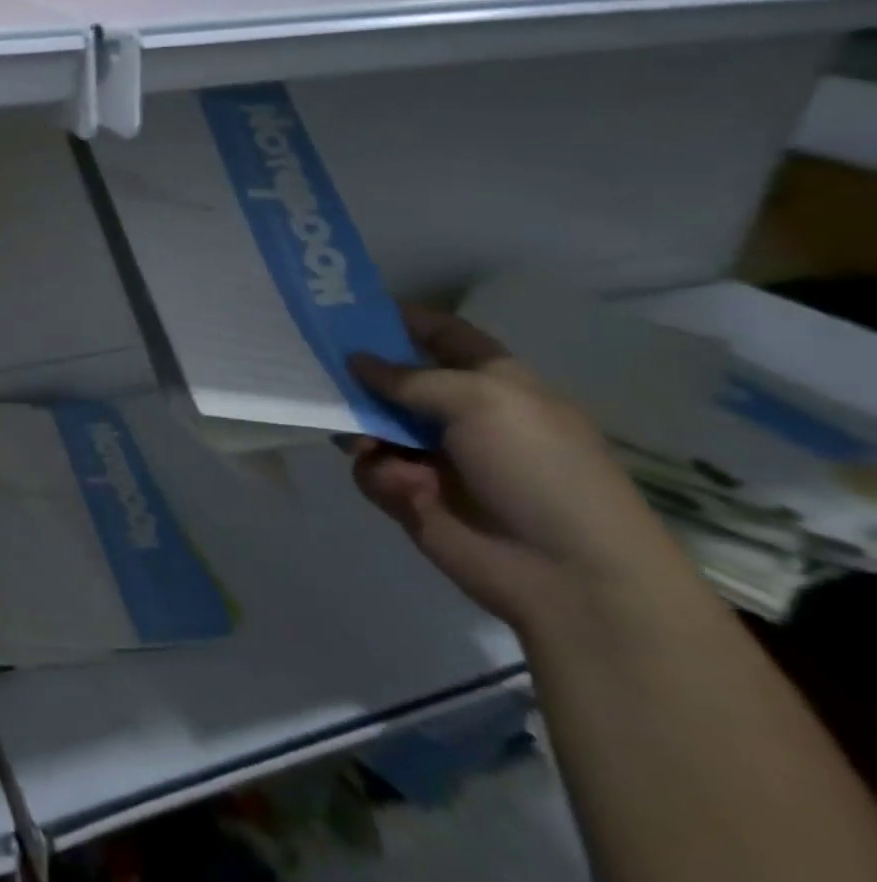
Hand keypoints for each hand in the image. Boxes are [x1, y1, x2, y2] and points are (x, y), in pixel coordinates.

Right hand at [347, 306, 690, 632]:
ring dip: (360, 425)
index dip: (402, 318)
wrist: (570, 574)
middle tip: (312, 363)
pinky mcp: (411, 494)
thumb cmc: (538, 468)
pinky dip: (378, 472)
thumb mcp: (482, 401)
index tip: (347, 307)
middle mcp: (457, 414)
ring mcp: (431, 455)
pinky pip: (371, 468)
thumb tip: (356, 360)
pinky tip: (400, 485)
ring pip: (371, 422)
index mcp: (491, 382)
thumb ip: (409, 377)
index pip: (441, 335)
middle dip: (356, 371)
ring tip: (361, 439)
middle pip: (393, 378)